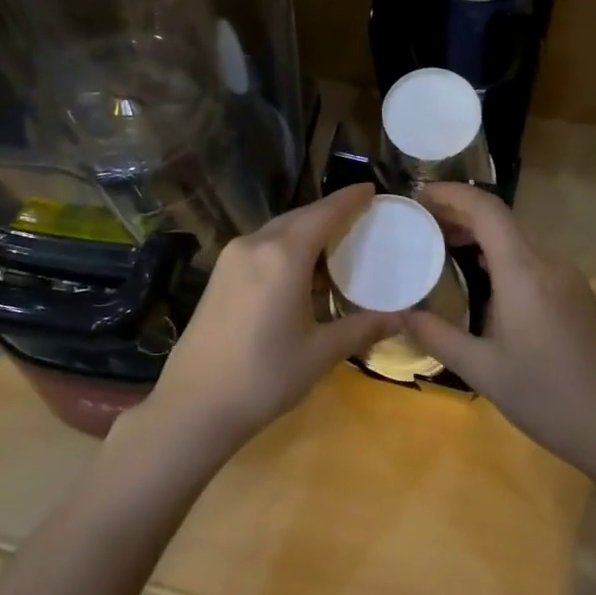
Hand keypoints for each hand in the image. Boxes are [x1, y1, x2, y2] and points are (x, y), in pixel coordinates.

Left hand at [134, 184, 398, 452]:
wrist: (193, 406)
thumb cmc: (264, 377)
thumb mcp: (320, 353)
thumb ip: (362, 328)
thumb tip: (401, 318)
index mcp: (283, 256)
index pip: (324, 214)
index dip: (349, 199)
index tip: (370, 189)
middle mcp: (255, 245)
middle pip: (299, 217)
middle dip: (329, 212)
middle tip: (360, 216)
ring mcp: (231, 258)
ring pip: (277, 230)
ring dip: (306, 229)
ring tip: (334, 240)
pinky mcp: (218, 275)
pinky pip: (261, 246)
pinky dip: (285, 245)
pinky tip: (299, 266)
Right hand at [402, 183, 595, 470]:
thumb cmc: (547, 397)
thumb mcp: (482, 370)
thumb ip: (438, 335)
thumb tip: (401, 313)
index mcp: (524, 272)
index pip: (487, 209)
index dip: (452, 194)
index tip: (419, 195)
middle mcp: (548, 262)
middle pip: (501, 220)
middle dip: (459, 214)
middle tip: (420, 224)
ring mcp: (568, 277)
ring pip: (517, 239)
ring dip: (480, 236)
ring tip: (442, 249)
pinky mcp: (576, 294)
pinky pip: (532, 259)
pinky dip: (500, 256)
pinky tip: (481, 281)